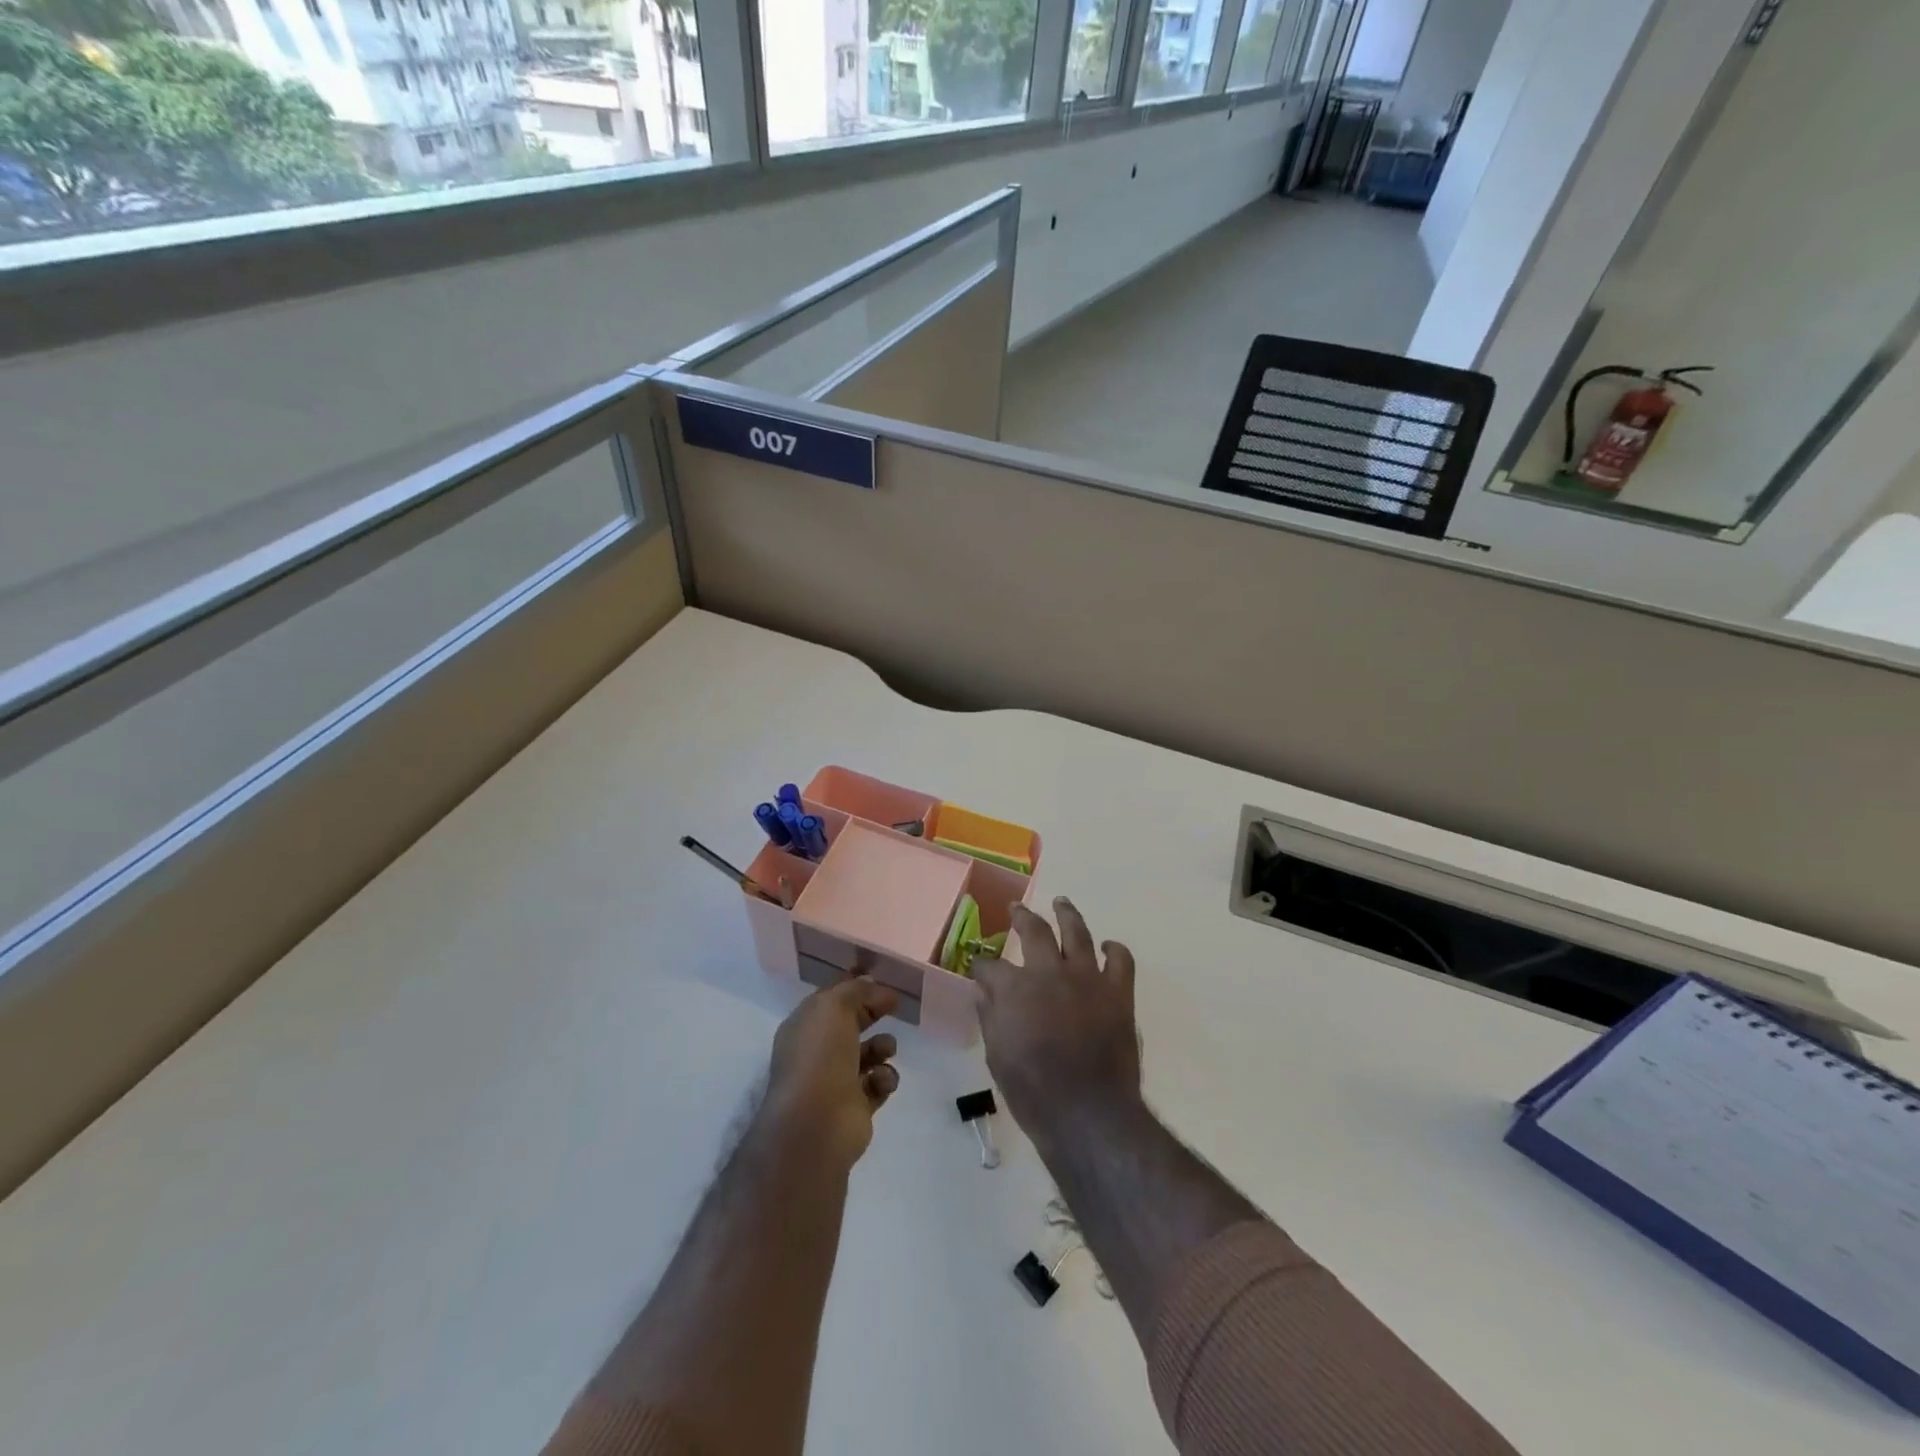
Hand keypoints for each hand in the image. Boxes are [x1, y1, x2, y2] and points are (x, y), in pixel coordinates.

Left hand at [758, 977, 900, 1171]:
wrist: (817, 1124)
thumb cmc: (820, 1057)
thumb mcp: (834, 1007)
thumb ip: (856, 991)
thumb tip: (873, 987)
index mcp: (805, 1026)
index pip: (831, 998)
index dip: (855, 986)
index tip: (882, 977)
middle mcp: (818, 1052)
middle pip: (851, 1023)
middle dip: (872, 1013)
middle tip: (895, 1005)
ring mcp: (836, 1080)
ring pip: (868, 1053)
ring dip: (883, 1046)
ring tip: (886, 1049)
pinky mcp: (856, 1106)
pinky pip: (879, 1084)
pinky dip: (884, 1078)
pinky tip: (881, 1080)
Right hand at [974, 897, 1141, 1152]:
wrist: (1088, 1114)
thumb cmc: (1034, 1092)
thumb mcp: (997, 1056)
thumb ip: (991, 1017)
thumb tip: (985, 993)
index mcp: (1015, 988)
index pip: (990, 966)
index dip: (981, 966)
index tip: (978, 968)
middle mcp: (1050, 972)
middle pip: (1035, 931)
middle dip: (1022, 917)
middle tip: (1017, 909)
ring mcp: (1087, 979)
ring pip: (1077, 932)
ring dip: (1067, 914)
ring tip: (1061, 902)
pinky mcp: (1117, 993)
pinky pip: (1120, 960)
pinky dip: (1114, 950)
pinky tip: (1107, 948)